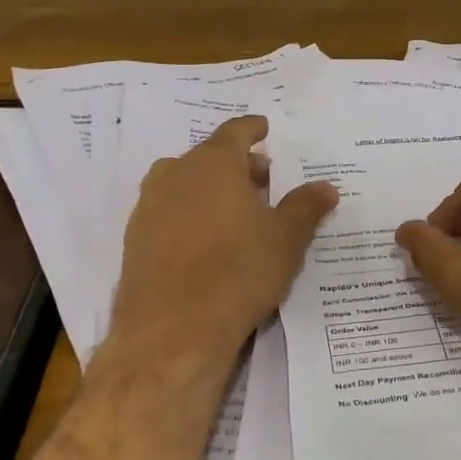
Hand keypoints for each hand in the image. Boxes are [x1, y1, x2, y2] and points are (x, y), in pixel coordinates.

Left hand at [108, 115, 337, 357]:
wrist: (173, 330)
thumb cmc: (238, 271)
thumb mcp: (286, 238)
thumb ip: (306, 207)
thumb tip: (326, 187)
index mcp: (213, 163)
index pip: (235, 131)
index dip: (253, 129)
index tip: (264, 129)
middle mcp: (175, 174)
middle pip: (209, 157)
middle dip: (237, 165)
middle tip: (263, 181)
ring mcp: (149, 207)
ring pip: (184, 184)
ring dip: (209, 190)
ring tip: (236, 213)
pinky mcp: (134, 240)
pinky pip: (167, 213)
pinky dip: (188, 216)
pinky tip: (206, 243)